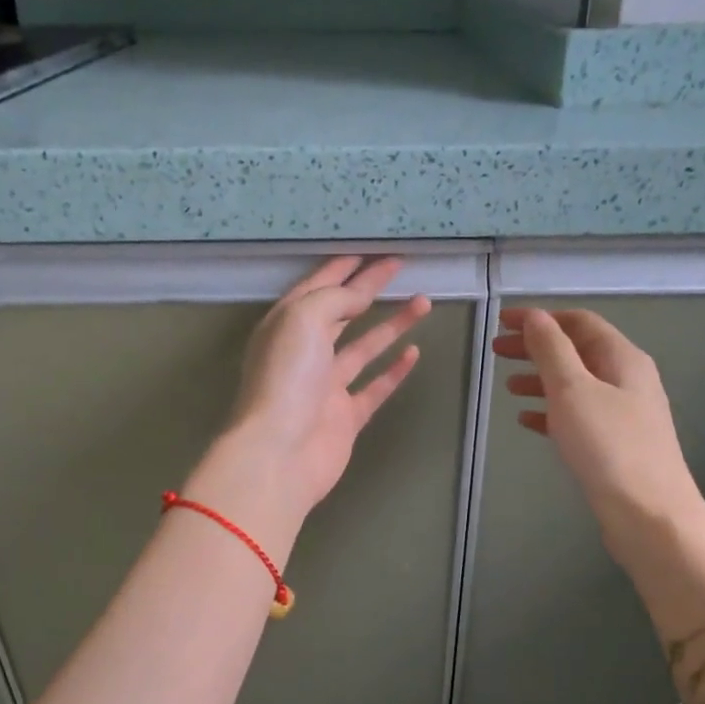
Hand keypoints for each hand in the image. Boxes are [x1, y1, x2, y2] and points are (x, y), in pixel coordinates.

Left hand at [193, 256, 430, 531]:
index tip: (371, 250)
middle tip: (400, 266)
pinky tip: (414, 352)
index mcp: (286, 326)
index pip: (318, 287)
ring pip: (362, 348)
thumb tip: (358, 295)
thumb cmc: (286, 378)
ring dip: (391, 325)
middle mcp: (304, 354)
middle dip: (369, 288)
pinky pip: (373, 388)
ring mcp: (325, 388)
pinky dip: (393, 371)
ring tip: (423, 302)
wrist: (281, 453)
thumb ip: (334, 299)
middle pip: (341, 313)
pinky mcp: (344, 418)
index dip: (343, 268)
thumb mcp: (303, 318)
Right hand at [494, 307, 704, 574]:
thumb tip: (534, 317)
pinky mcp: (614, 444)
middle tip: (496, 352)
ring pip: (575, 384)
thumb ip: (551, 351)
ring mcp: (623, 413)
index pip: (578, 322)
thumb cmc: (609, 446)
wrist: (649, 514)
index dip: (539, 318)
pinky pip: (577, 416)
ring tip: (508, 386)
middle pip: (577, 351)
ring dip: (541, 379)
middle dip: (536, 348)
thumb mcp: (573, 390)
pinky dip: (550, 411)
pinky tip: (527, 420)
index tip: (500, 322)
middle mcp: (627, 379)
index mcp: (622, 358)